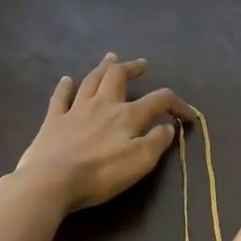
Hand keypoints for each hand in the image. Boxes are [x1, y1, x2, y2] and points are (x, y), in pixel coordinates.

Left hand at [13, 55, 194, 213]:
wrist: (52, 181)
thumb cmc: (100, 174)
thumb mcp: (140, 162)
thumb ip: (157, 142)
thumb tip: (167, 126)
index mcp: (127, 115)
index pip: (159, 100)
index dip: (177, 104)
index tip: (188, 116)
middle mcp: (102, 105)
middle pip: (118, 76)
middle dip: (132, 68)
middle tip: (141, 64)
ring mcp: (75, 110)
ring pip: (91, 81)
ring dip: (103, 68)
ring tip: (111, 59)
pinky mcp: (53, 121)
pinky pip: (60, 97)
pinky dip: (65, 86)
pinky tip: (67, 80)